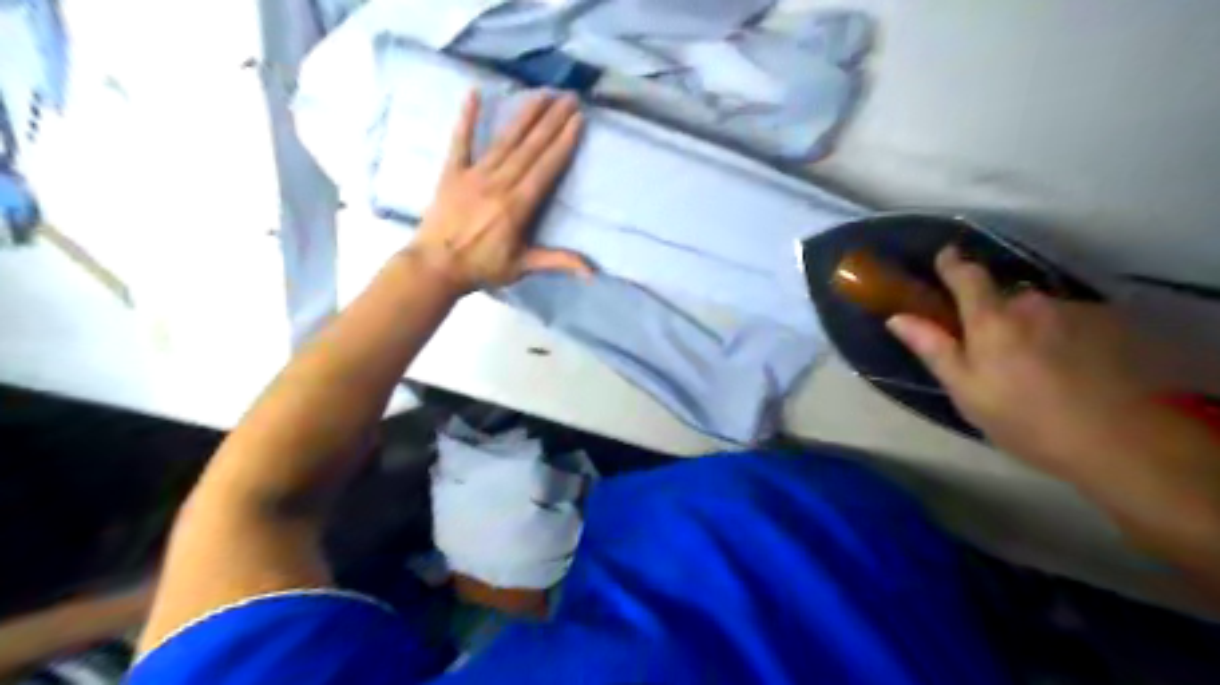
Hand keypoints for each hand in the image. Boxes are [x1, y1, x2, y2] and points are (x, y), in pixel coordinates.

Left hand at [408, 88, 594, 289]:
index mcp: (517, 206)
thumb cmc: (481, 269)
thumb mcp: (522, 267)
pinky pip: (460, 141)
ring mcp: (474, 174)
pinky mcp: (452, 172)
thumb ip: (557, 261)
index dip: (563, 143)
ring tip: (542, 93)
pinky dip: (466, 118)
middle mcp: (498, 183)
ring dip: (525, 115)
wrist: (435, 267)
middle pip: (530, 147)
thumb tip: (593, 272)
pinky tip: (474, 93)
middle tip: (569, 97)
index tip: (577, 120)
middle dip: (552, 121)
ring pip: (505, 140)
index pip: (546, 168)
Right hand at [887, 247, 1153, 474]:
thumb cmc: (1025, 419)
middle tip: (995, 352)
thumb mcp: (966, 391)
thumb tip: (897, 318)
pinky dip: (1064, 337)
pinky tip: (1072, 369)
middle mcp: (1033, 304)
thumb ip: (933, 348)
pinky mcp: (1111, 324)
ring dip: (1032, 328)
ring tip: (1039, 367)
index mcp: (992, 319)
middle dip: (996, 315)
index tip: (945, 257)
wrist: (1121, 441)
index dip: (953, 264)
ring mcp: (1076, 311)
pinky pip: (1072, 321)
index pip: (967, 276)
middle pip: (1005, 298)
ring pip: (1041, 311)